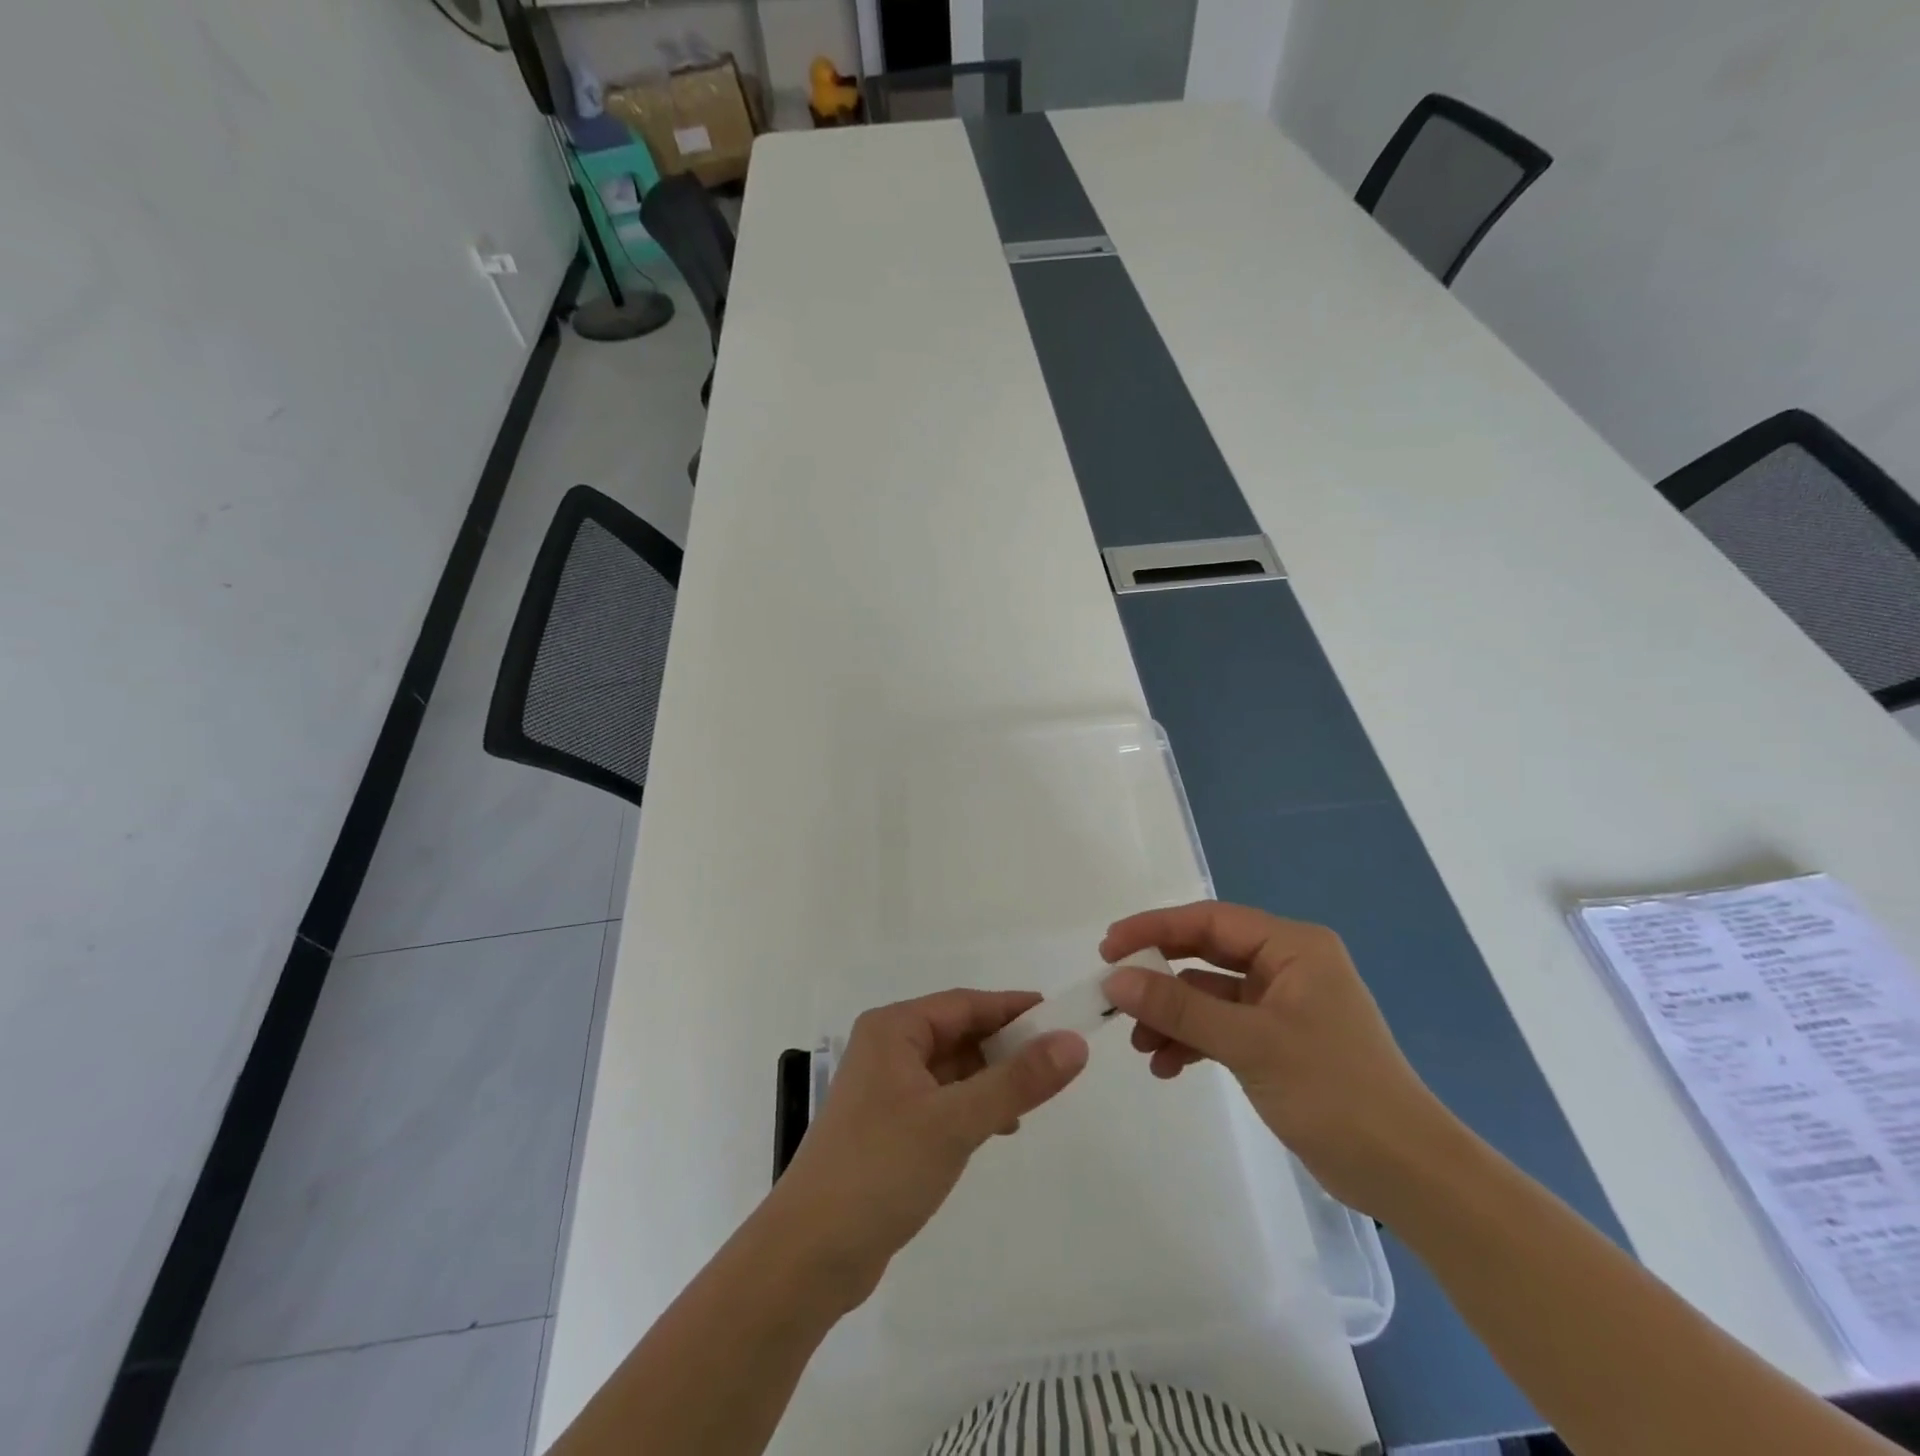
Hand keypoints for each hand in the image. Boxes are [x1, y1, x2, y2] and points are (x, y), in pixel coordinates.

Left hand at [765, 989, 1088, 1307]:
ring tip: (1034, 1098)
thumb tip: (1074, 1042)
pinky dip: (971, 1106)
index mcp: (893, 1030)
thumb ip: (1017, 1081)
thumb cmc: (881, 1169)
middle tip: (1056, 1061)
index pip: (964, 1004)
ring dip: (990, 1078)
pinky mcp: (887, 1128)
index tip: (1060, 1016)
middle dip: (1005, 1045)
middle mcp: (886, 1049)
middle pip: (958, 1033)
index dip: (1013, 1008)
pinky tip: (998, 1128)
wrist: (809, 1255)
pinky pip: (941, 1101)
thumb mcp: (955, 1121)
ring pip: (951, 1069)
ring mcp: (884, 1091)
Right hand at [1101, 900, 1452, 1217]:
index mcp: (1292, 946)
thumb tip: (1115, 980)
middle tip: (1114, 990)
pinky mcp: (1278, 1042)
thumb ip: (1180, 1008)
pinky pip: (1221, 1026)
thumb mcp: (1250, 1043)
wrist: (1406, 1174)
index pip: (1209, 921)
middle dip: (1160, 975)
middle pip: (1205, 954)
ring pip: (1209, 994)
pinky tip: (1166, 1067)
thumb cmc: (1333, 1091)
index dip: (1154, 928)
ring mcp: (1283, 1005)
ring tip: (1139, 1045)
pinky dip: (1192, 1041)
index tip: (1109, 947)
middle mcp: (1287, 965)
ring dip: (1173, 1015)